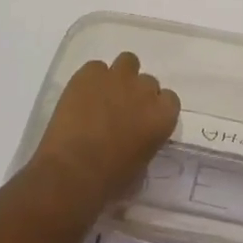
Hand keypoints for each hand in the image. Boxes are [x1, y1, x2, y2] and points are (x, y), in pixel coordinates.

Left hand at [31, 52, 180, 208]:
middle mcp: (144, 90)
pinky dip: (90, 79)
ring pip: (127, 62)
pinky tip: (81, 97)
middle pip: (147, 81)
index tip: (144, 120)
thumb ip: (146, 141)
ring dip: (119, 77)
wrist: (73, 170)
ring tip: (104, 95)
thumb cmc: (110, 180)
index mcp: (162, 116)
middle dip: (136, 93)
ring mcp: (117, 77)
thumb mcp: (141, 165)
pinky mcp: (90, 73)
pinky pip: (95, 68)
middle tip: (121, 111)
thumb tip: (136, 137)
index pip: (170, 99)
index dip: (155, 108)